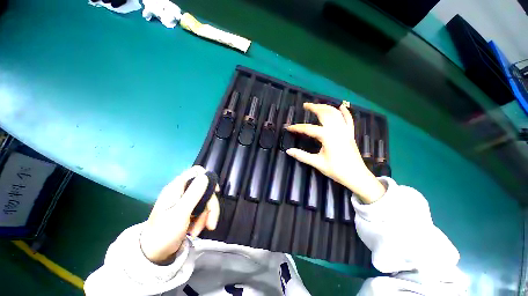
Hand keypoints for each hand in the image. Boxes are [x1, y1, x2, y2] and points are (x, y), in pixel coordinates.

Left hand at [140, 166, 219, 263]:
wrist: (153, 255)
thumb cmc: (163, 234)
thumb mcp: (180, 214)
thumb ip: (193, 194)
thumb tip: (206, 175)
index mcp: (176, 187)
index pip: (196, 171)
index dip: (208, 178)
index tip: (216, 192)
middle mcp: (182, 191)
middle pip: (205, 189)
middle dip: (210, 206)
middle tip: (210, 224)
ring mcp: (185, 201)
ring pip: (205, 200)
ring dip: (206, 216)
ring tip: (198, 231)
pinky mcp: (188, 210)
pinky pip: (202, 209)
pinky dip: (202, 219)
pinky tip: (196, 230)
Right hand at [286, 102, 384, 203]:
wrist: (356, 176)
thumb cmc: (336, 170)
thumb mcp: (317, 163)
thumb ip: (302, 156)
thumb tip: (288, 151)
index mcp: (327, 137)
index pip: (308, 129)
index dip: (297, 128)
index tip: (289, 127)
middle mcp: (336, 130)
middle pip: (324, 114)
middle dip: (314, 107)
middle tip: (305, 105)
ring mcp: (345, 131)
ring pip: (336, 114)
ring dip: (326, 107)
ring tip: (317, 105)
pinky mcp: (350, 134)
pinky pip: (349, 120)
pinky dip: (345, 112)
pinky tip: (341, 106)